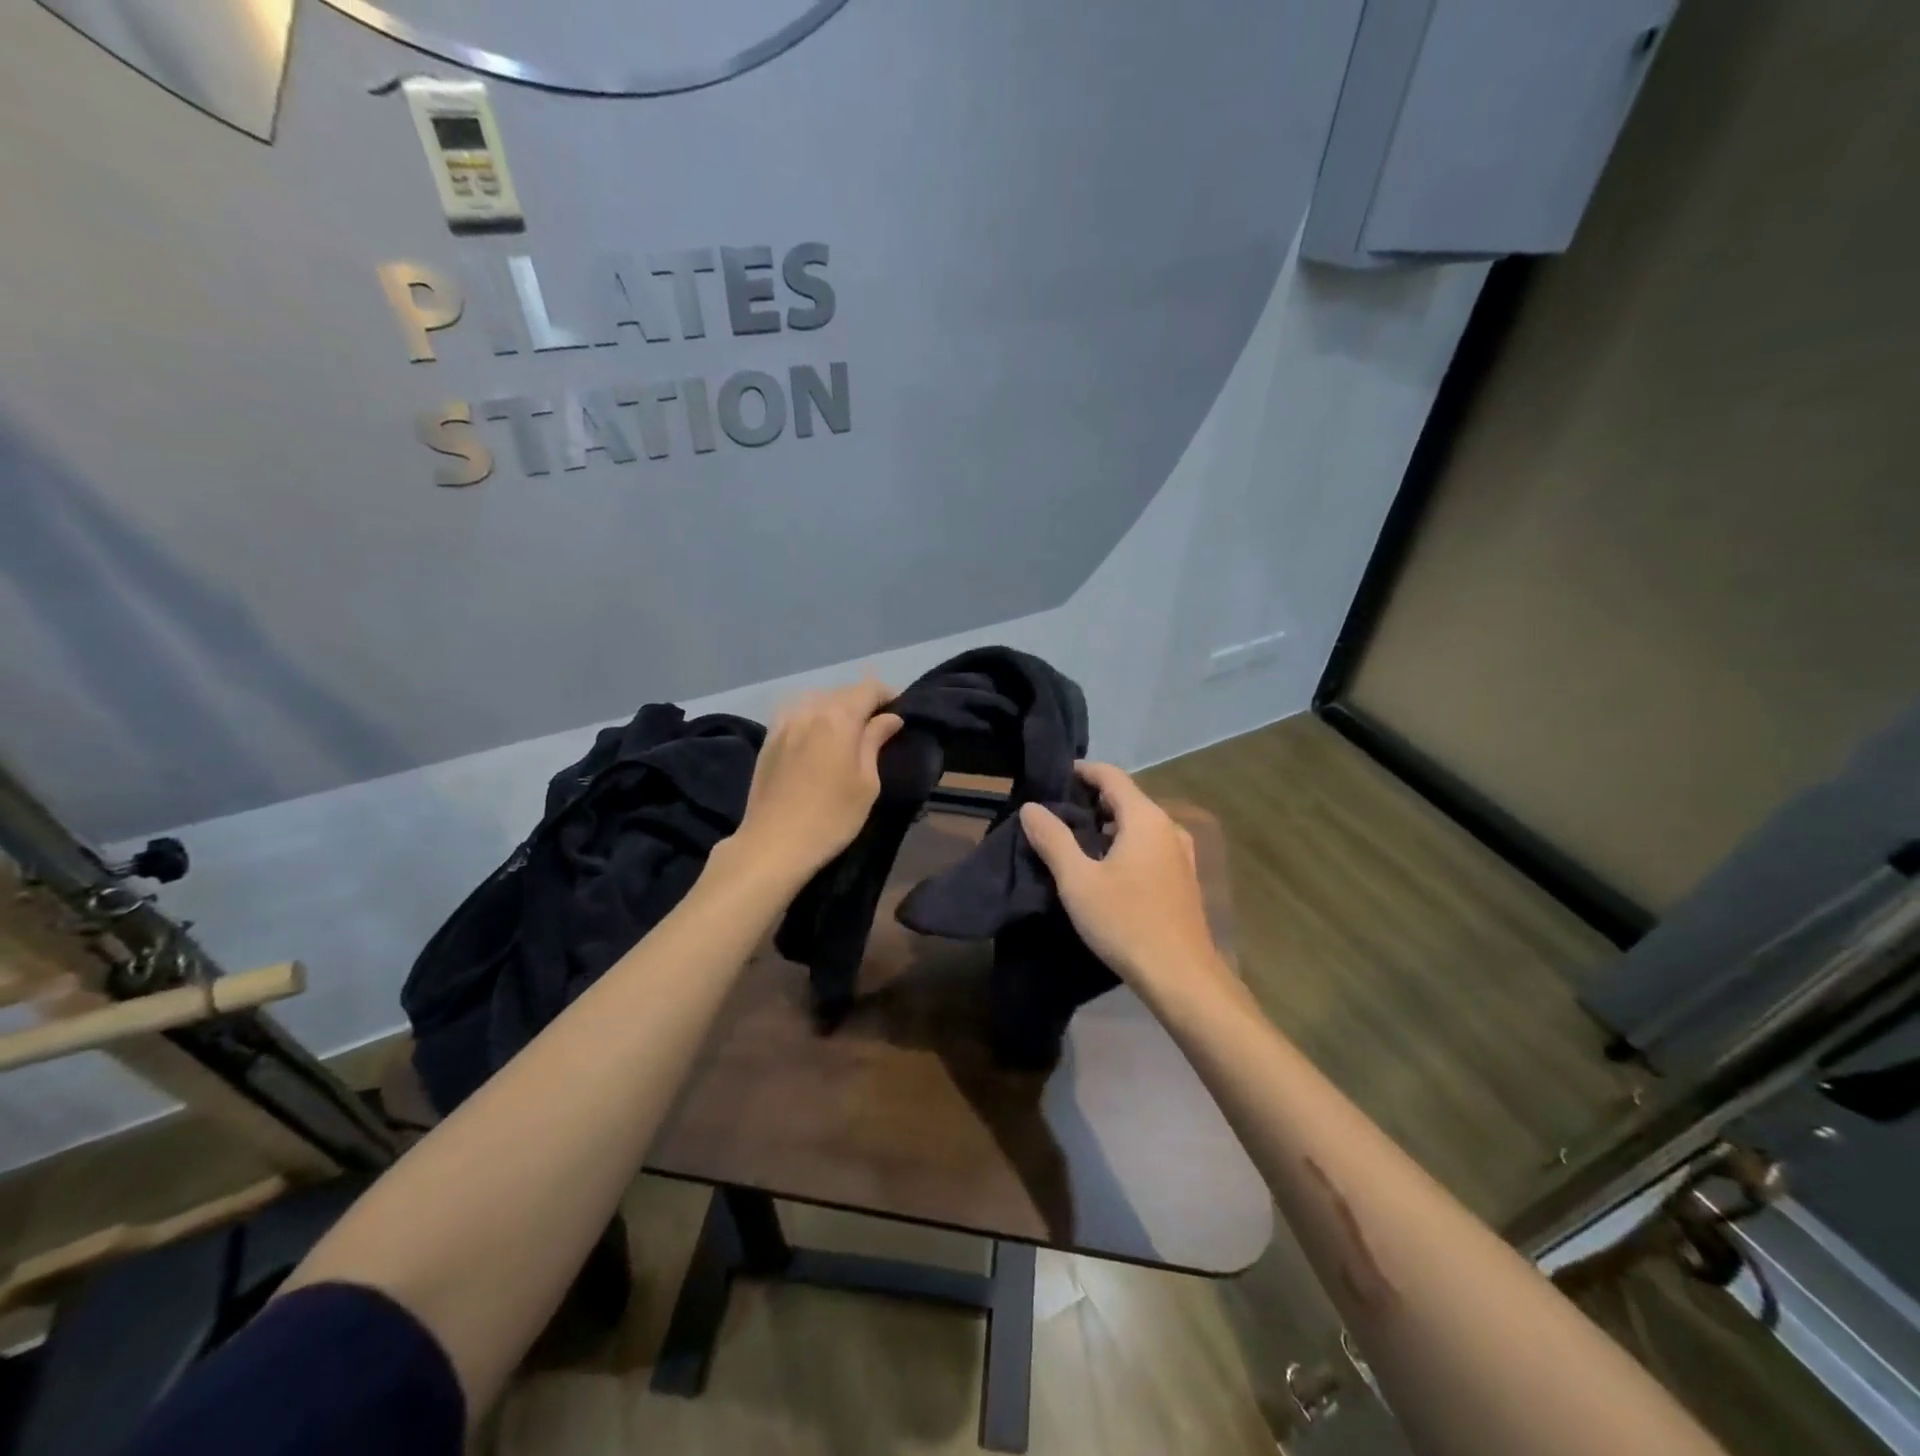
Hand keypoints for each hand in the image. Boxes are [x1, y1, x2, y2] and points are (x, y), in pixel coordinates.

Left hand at [730, 679, 902, 887]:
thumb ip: (875, 741)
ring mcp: (783, 723)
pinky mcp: (768, 740)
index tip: (899, 712)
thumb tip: (889, 718)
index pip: (868, 689)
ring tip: (847, 731)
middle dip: (863, 702)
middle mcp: (809, 710)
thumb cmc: (831, 817)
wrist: (773, 844)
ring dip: (836, 708)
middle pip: (842, 692)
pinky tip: (817, 736)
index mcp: (838, 718)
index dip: (887, 695)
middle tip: (877, 726)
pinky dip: (813, 717)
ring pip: (817, 700)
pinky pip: (796, 713)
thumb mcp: (866, 783)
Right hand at [1019, 763, 1228, 995]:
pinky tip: (1106, 868)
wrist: (1181, 976)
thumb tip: (1032, 807)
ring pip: (1138, 824)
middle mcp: (1168, 827)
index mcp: (1145, 818)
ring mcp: (1181, 853)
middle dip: (1091, 799)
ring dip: (1108, 824)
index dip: (1082, 771)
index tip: (1054, 778)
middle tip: (1056, 813)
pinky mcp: (1183, 878)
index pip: (1111, 775)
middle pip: (1126, 798)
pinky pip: (1149, 846)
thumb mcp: (1078, 880)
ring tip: (1075, 840)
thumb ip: (1053, 839)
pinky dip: (1125, 844)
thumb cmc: (1126, 922)